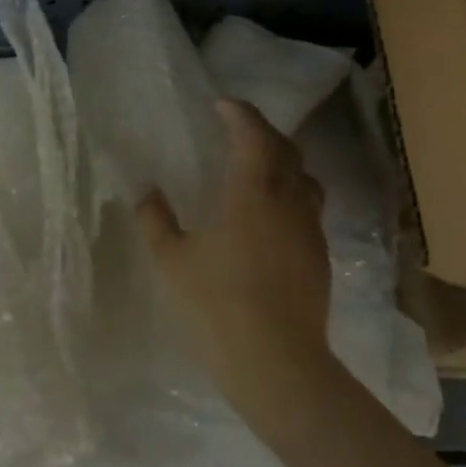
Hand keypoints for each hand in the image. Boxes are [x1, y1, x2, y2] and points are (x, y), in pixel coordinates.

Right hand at [137, 99, 332, 414]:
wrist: (277, 361)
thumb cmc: (216, 304)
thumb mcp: (172, 261)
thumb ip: (155, 220)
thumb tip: (145, 191)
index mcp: (251, 192)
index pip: (253, 135)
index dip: (239, 114)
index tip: (222, 105)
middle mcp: (288, 201)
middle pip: (286, 150)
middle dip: (263, 132)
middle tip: (239, 130)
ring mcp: (309, 229)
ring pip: (305, 178)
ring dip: (284, 161)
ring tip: (260, 167)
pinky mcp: (320, 256)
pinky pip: (309, 208)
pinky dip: (292, 193)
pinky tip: (273, 215)